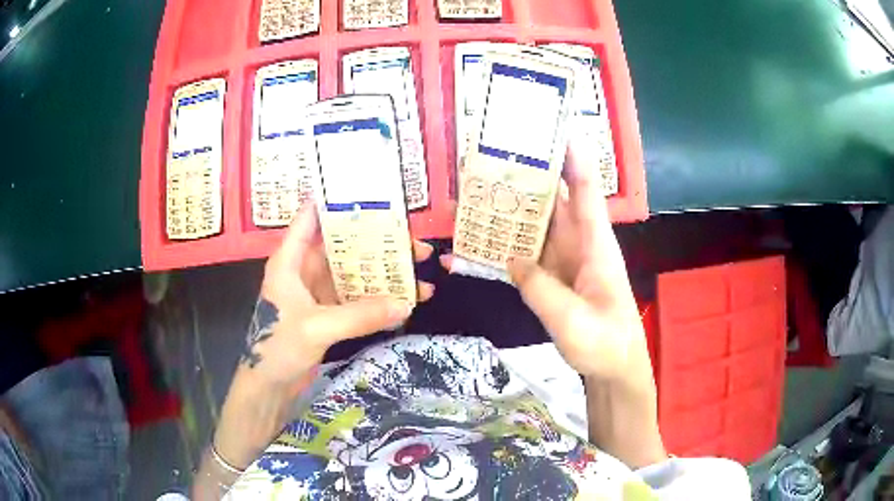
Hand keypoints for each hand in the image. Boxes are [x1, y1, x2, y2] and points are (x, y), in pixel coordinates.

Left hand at [215, 204, 433, 469]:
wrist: (269, 387)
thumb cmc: (278, 347)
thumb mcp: (317, 327)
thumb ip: (360, 315)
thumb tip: (406, 304)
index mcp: (291, 260)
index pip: (312, 218)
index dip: (338, 203)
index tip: (373, 196)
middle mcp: (305, 270)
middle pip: (344, 247)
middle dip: (378, 244)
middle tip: (415, 245)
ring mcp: (318, 293)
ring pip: (355, 274)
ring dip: (383, 275)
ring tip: (419, 274)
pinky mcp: (328, 314)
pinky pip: (357, 299)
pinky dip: (378, 300)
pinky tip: (404, 301)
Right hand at [443, 140, 649, 386]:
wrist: (614, 370)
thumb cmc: (605, 343)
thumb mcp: (573, 320)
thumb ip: (540, 289)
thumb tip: (511, 261)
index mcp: (595, 244)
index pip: (586, 189)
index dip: (573, 156)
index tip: (555, 126)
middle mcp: (580, 244)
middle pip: (554, 200)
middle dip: (528, 176)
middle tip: (494, 155)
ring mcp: (565, 261)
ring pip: (536, 226)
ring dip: (510, 211)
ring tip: (476, 193)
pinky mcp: (554, 278)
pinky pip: (527, 256)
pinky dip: (504, 250)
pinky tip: (477, 248)